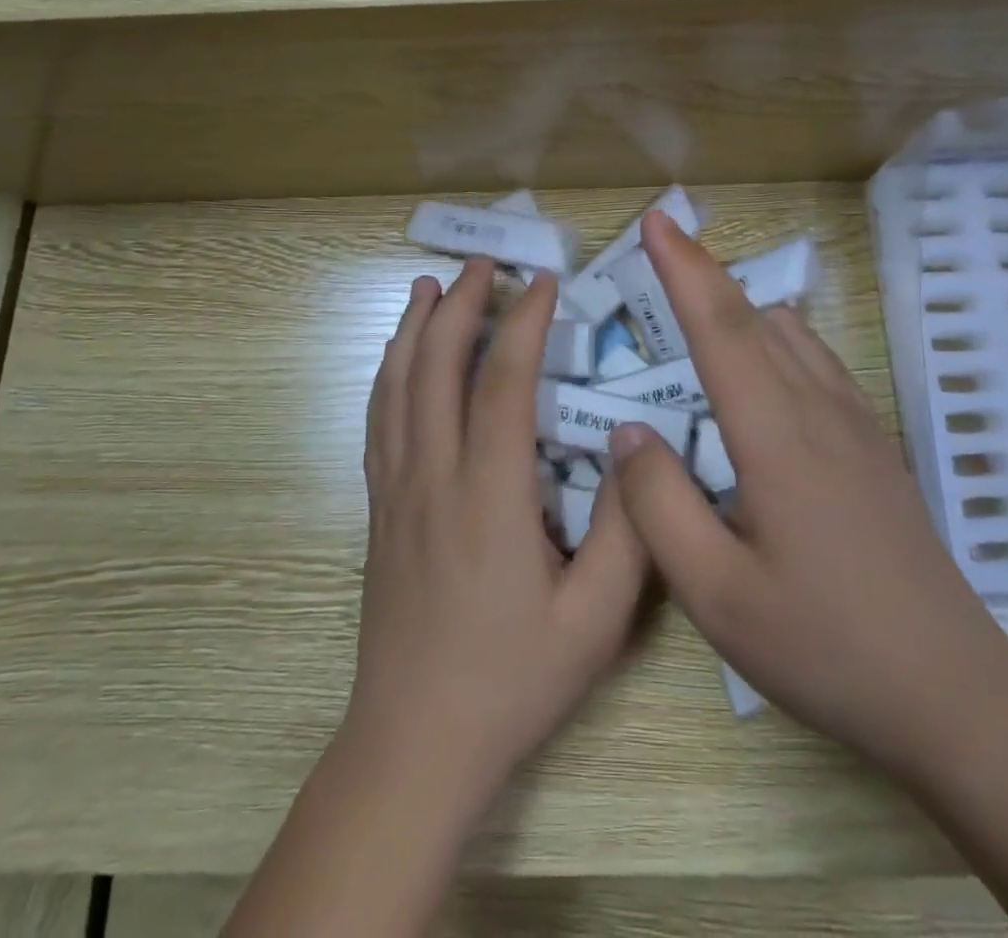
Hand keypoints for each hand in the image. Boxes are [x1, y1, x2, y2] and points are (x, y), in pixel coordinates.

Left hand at [344, 258, 648, 818]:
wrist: (415, 741)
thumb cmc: (511, 680)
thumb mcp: (595, 619)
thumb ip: (623, 531)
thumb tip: (630, 451)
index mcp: (490, 496)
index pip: (503, 383)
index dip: (524, 323)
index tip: (543, 282)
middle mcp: (434, 476)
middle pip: (437, 366)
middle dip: (460, 305)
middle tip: (483, 264)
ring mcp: (396, 490)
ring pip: (397, 386)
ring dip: (414, 328)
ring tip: (429, 286)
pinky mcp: (378, 508)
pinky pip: (377, 421)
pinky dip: (388, 373)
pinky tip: (397, 356)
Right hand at [608, 213, 1007, 771]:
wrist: (953, 695)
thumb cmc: (825, 646)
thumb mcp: (716, 594)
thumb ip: (659, 506)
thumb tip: (629, 432)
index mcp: (777, 436)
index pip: (720, 328)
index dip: (684, 268)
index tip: (656, 221)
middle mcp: (820, 410)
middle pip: (754, 316)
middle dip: (703, 273)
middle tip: (661, 250)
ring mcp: (858, 424)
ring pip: (792, 334)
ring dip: (741, 307)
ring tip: (698, 311)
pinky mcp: (876, 446)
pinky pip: (818, 362)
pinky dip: (778, 338)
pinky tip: (766, 368)